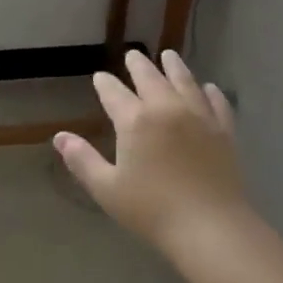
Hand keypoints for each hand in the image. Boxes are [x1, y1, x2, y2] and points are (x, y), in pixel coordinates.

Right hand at [54, 50, 248, 254]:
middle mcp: (166, 108)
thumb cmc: (152, 210)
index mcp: (135, 120)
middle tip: (133, 55)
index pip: (114, 93)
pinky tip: (208, 87)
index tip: (100, 77)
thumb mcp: (107, 188)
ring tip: (168, 56)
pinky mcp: (223, 131)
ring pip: (184, 81)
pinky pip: (216, 102)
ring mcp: (199, 116)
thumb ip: (82, 160)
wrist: (210, 227)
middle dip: (138, 65)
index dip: (105, 83)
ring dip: (174, 67)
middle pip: (150, 78)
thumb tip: (59, 137)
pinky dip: (210, 91)